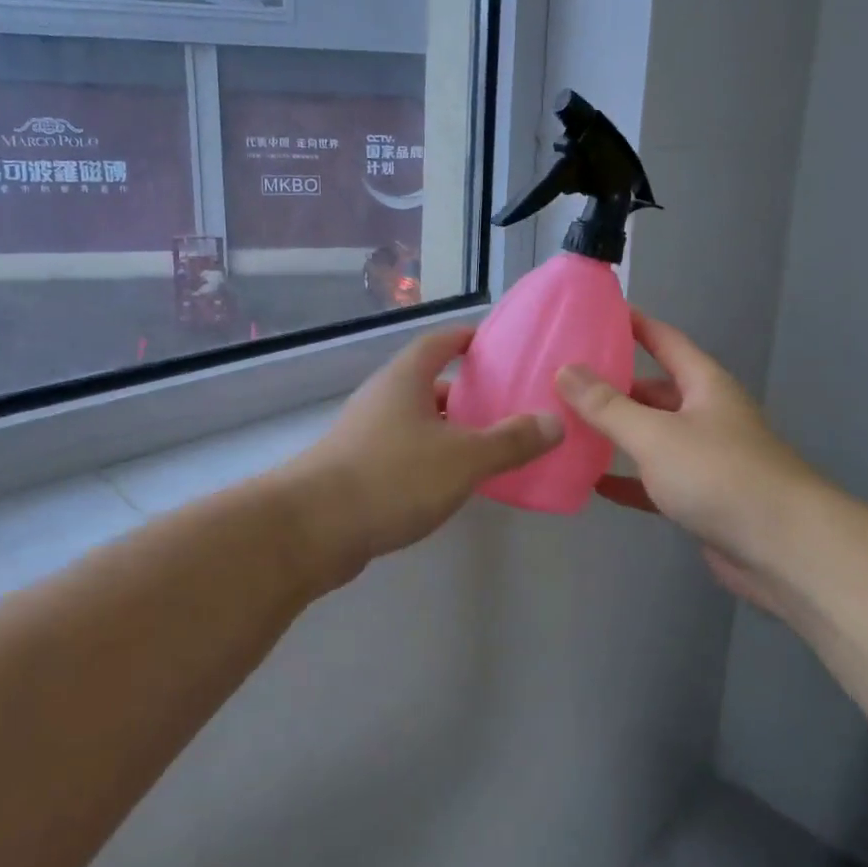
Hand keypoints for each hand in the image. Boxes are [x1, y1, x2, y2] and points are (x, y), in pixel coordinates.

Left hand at [284, 326, 562, 585]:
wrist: (313, 528)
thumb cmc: (392, 477)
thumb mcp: (463, 458)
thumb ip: (511, 441)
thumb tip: (555, 421)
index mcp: (405, 379)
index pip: (438, 342)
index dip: (467, 338)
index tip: (497, 344)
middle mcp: (382, 398)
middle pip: (428, 382)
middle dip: (465, 390)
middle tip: (504, 403)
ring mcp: (364, 434)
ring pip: (416, 420)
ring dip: (448, 428)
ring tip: (487, 445)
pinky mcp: (356, 469)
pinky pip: (403, 451)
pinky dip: (430, 457)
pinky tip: (450, 482)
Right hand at [554, 311, 817, 590]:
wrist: (785, 550)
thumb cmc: (720, 475)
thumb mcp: (655, 434)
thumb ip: (607, 405)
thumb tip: (565, 370)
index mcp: (704, 385)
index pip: (664, 340)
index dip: (633, 324)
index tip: (595, 312)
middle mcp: (706, 415)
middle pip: (653, 391)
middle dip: (612, 385)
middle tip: (562, 380)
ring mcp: (705, 458)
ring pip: (652, 437)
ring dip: (616, 434)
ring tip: (568, 426)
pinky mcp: (702, 499)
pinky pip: (655, 481)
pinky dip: (628, 480)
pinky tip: (593, 482)